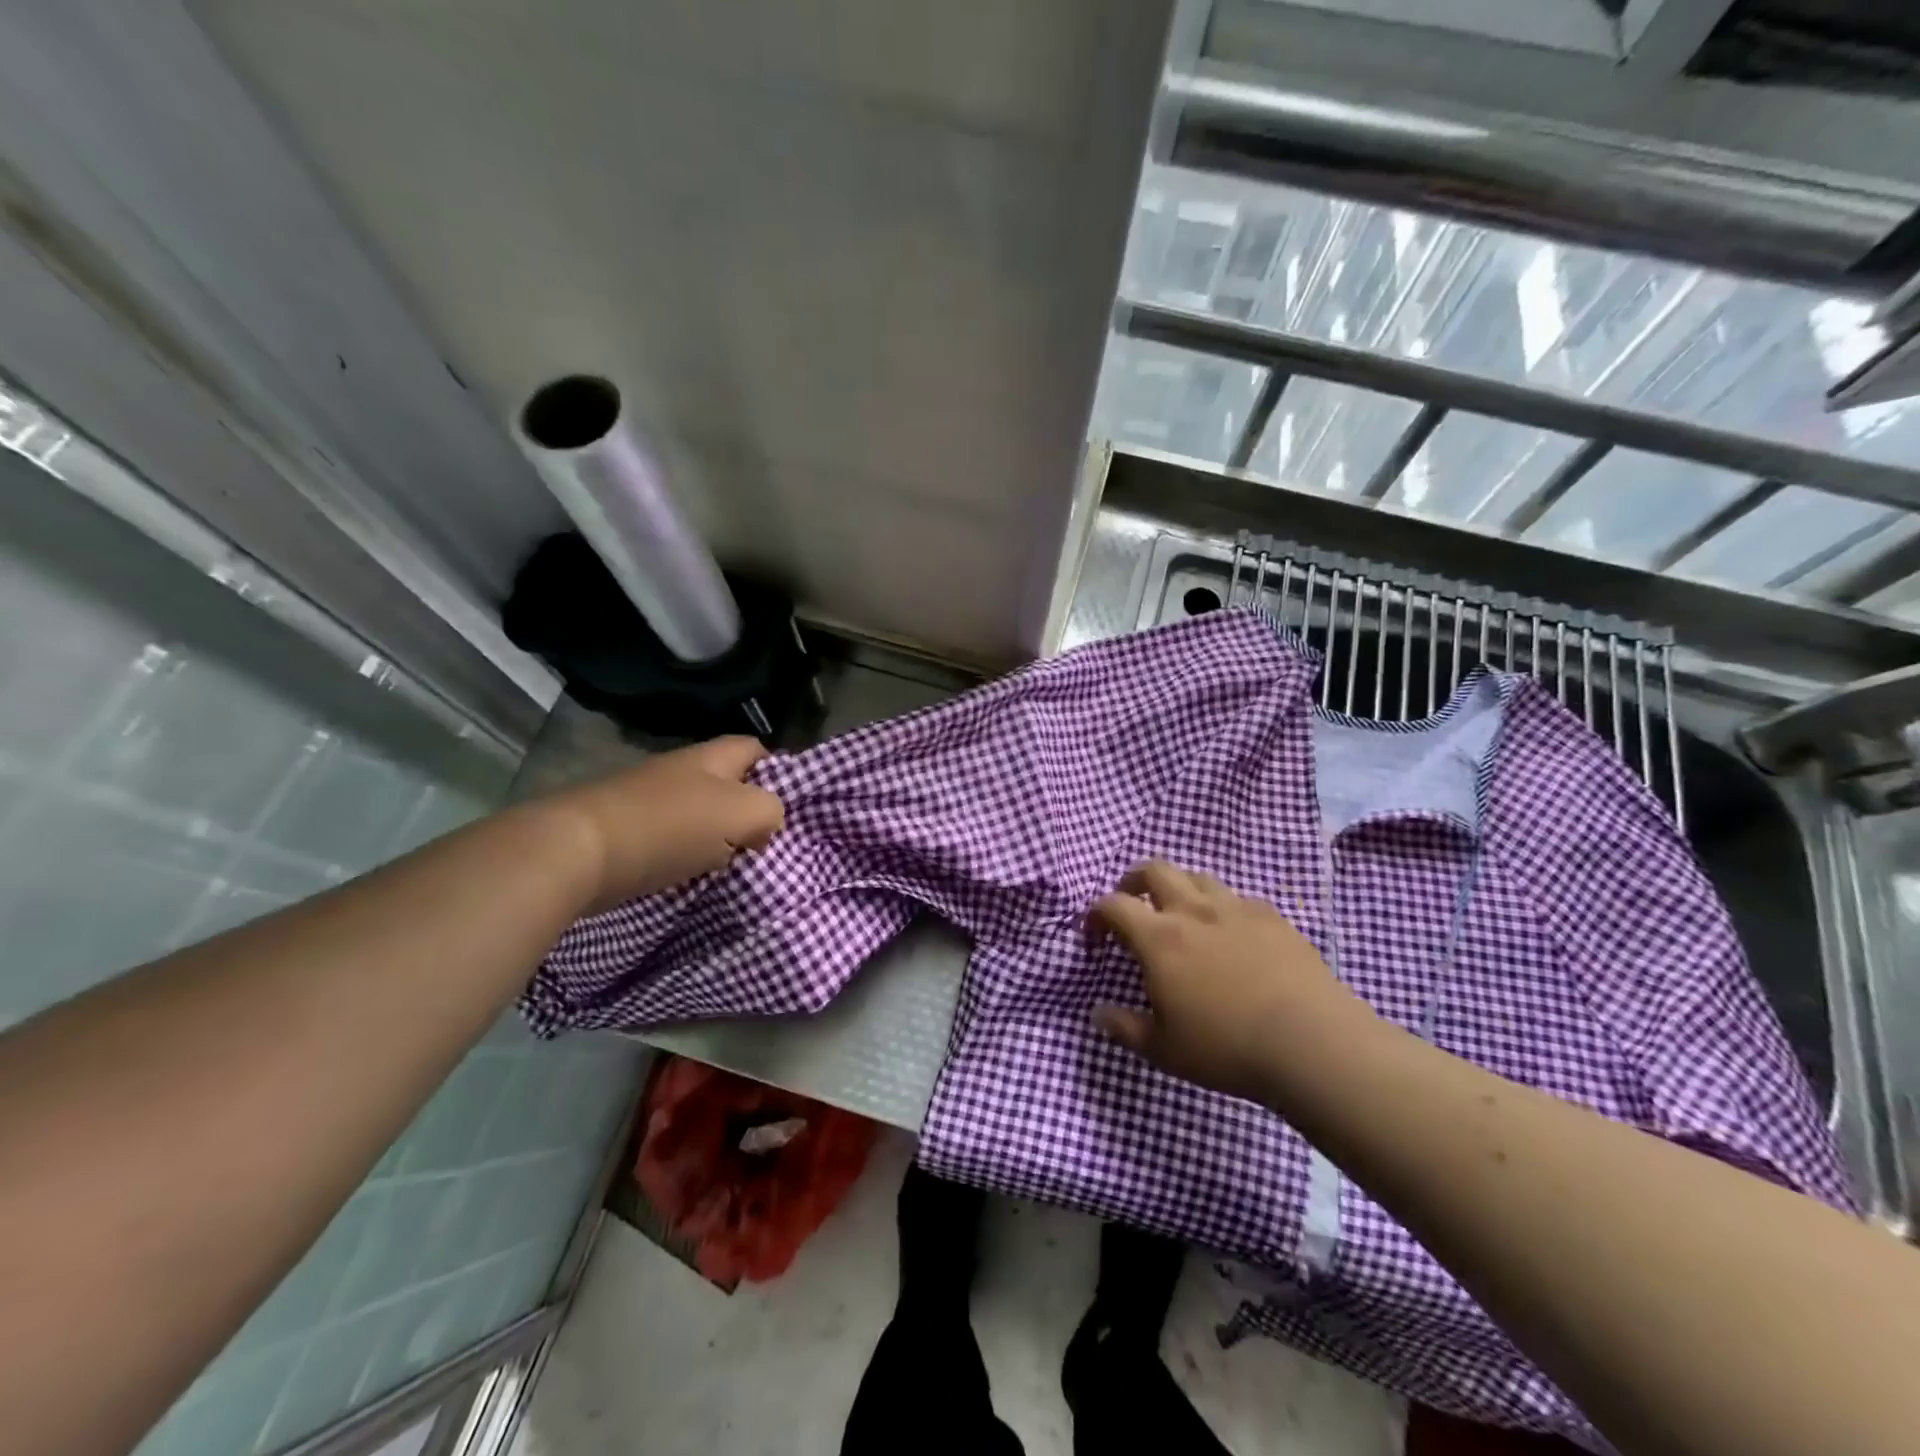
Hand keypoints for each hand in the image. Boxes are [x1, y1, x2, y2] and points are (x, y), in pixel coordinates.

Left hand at [548, 737, 784, 908]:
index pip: (756, 749)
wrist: (577, 853)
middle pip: (727, 786)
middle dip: (747, 812)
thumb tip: (764, 826)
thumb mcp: (742, 813)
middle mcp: (681, 772)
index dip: (778, 771)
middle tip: (764, 843)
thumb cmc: (668, 826)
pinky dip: (685, 858)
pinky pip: (671, 841)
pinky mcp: (626, 832)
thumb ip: (770, 812)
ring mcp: (649, 801)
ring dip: (717, 840)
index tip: (789, 807)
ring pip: (700, 816)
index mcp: (711, 758)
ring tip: (733, 866)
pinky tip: (693, 877)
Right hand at [1089, 861, 1367, 1103]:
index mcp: (1159, 937)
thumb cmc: (1227, 1048)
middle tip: (1132, 904)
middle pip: (1154, 869)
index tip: (1095, 937)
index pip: (1114, 904)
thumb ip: (1124, 1028)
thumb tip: (1097, 1014)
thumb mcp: (1164, 1049)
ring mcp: (1235, 908)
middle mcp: (1193, 910)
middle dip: (1134, 881)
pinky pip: (1236, 898)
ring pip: (1197, 876)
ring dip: (1179, 888)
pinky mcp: (1272, 916)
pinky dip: (1221, 907)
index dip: (1096, 914)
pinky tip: (1230, 935)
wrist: (1312, 1042)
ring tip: (1181, 916)